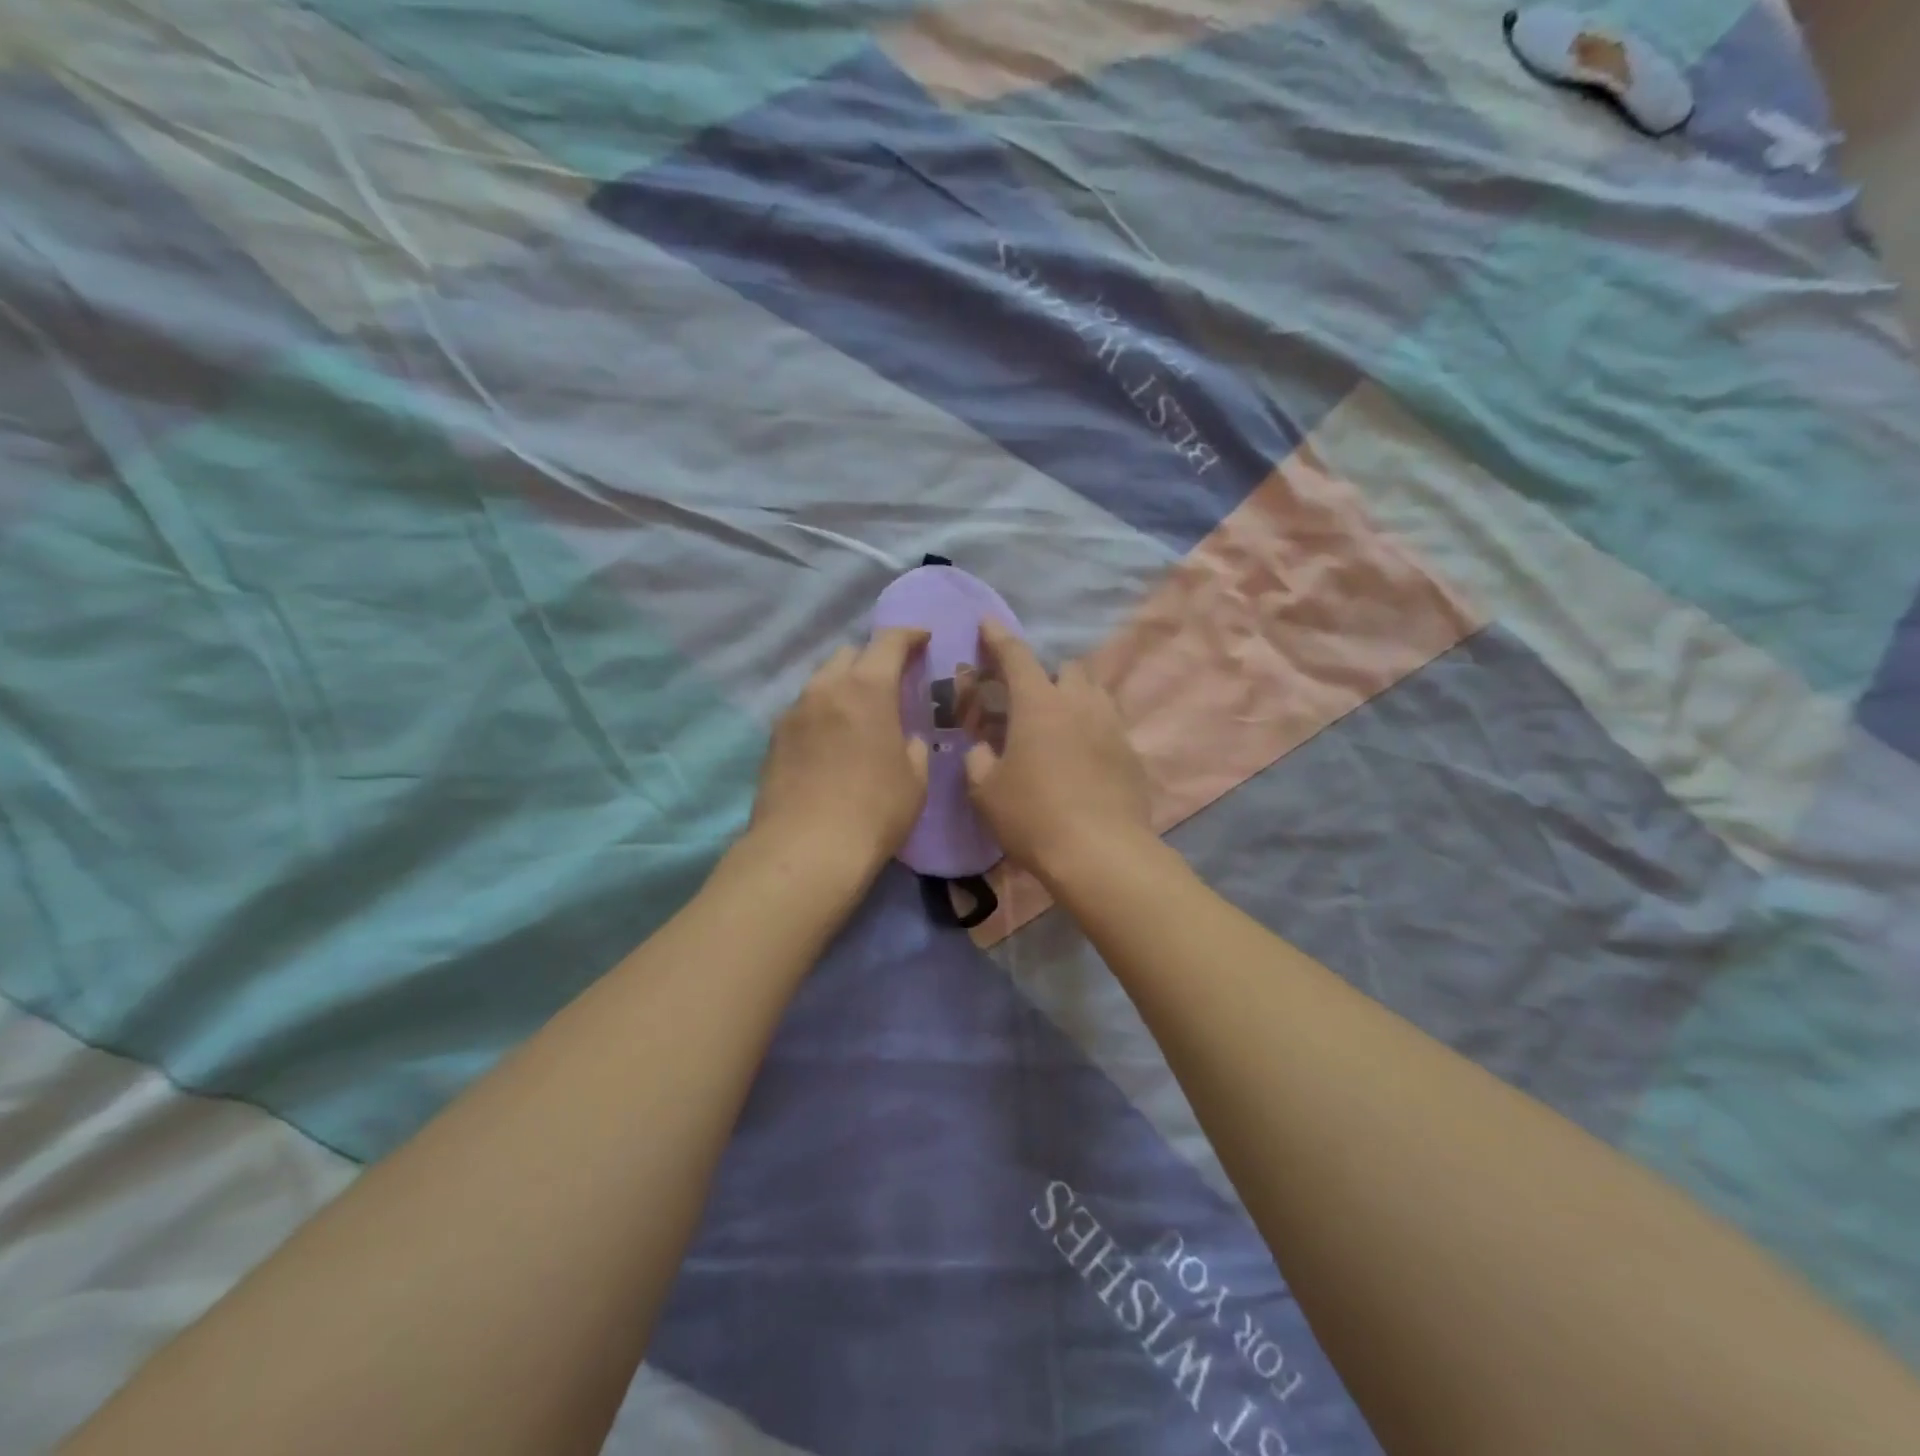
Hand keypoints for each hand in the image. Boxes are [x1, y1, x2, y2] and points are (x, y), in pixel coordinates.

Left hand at [749, 628, 929, 877]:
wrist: (805, 851)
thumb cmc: (874, 812)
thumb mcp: (915, 781)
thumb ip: (914, 747)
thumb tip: (905, 739)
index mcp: (867, 689)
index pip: (889, 642)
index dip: (909, 635)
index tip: (923, 639)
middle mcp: (826, 689)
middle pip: (849, 654)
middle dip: (872, 660)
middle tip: (890, 683)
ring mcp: (793, 712)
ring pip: (822, 681)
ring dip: (844, 686)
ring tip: (859, 715)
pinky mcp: (774, 739)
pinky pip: (804, 710)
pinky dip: (823, 713)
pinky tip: (832, 742)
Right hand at [963, 618, 1151, 882]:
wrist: (1100, 853)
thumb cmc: (1033, 817)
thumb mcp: (985, 791)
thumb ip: (977, 759)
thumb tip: (982, 748)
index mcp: (1039, 703)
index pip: (1016, 655)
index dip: (998, 637)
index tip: (987, 623)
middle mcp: (1079, 703)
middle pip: (1067, 668)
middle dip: (1047, 674)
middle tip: (1029, 701)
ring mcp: (1112, 726)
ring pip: (1095, 693)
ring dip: (1075, 697)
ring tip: (1059, 725)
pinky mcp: (1132, 753)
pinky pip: (1110, 725)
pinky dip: (1093, 729)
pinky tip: (1082, 757)